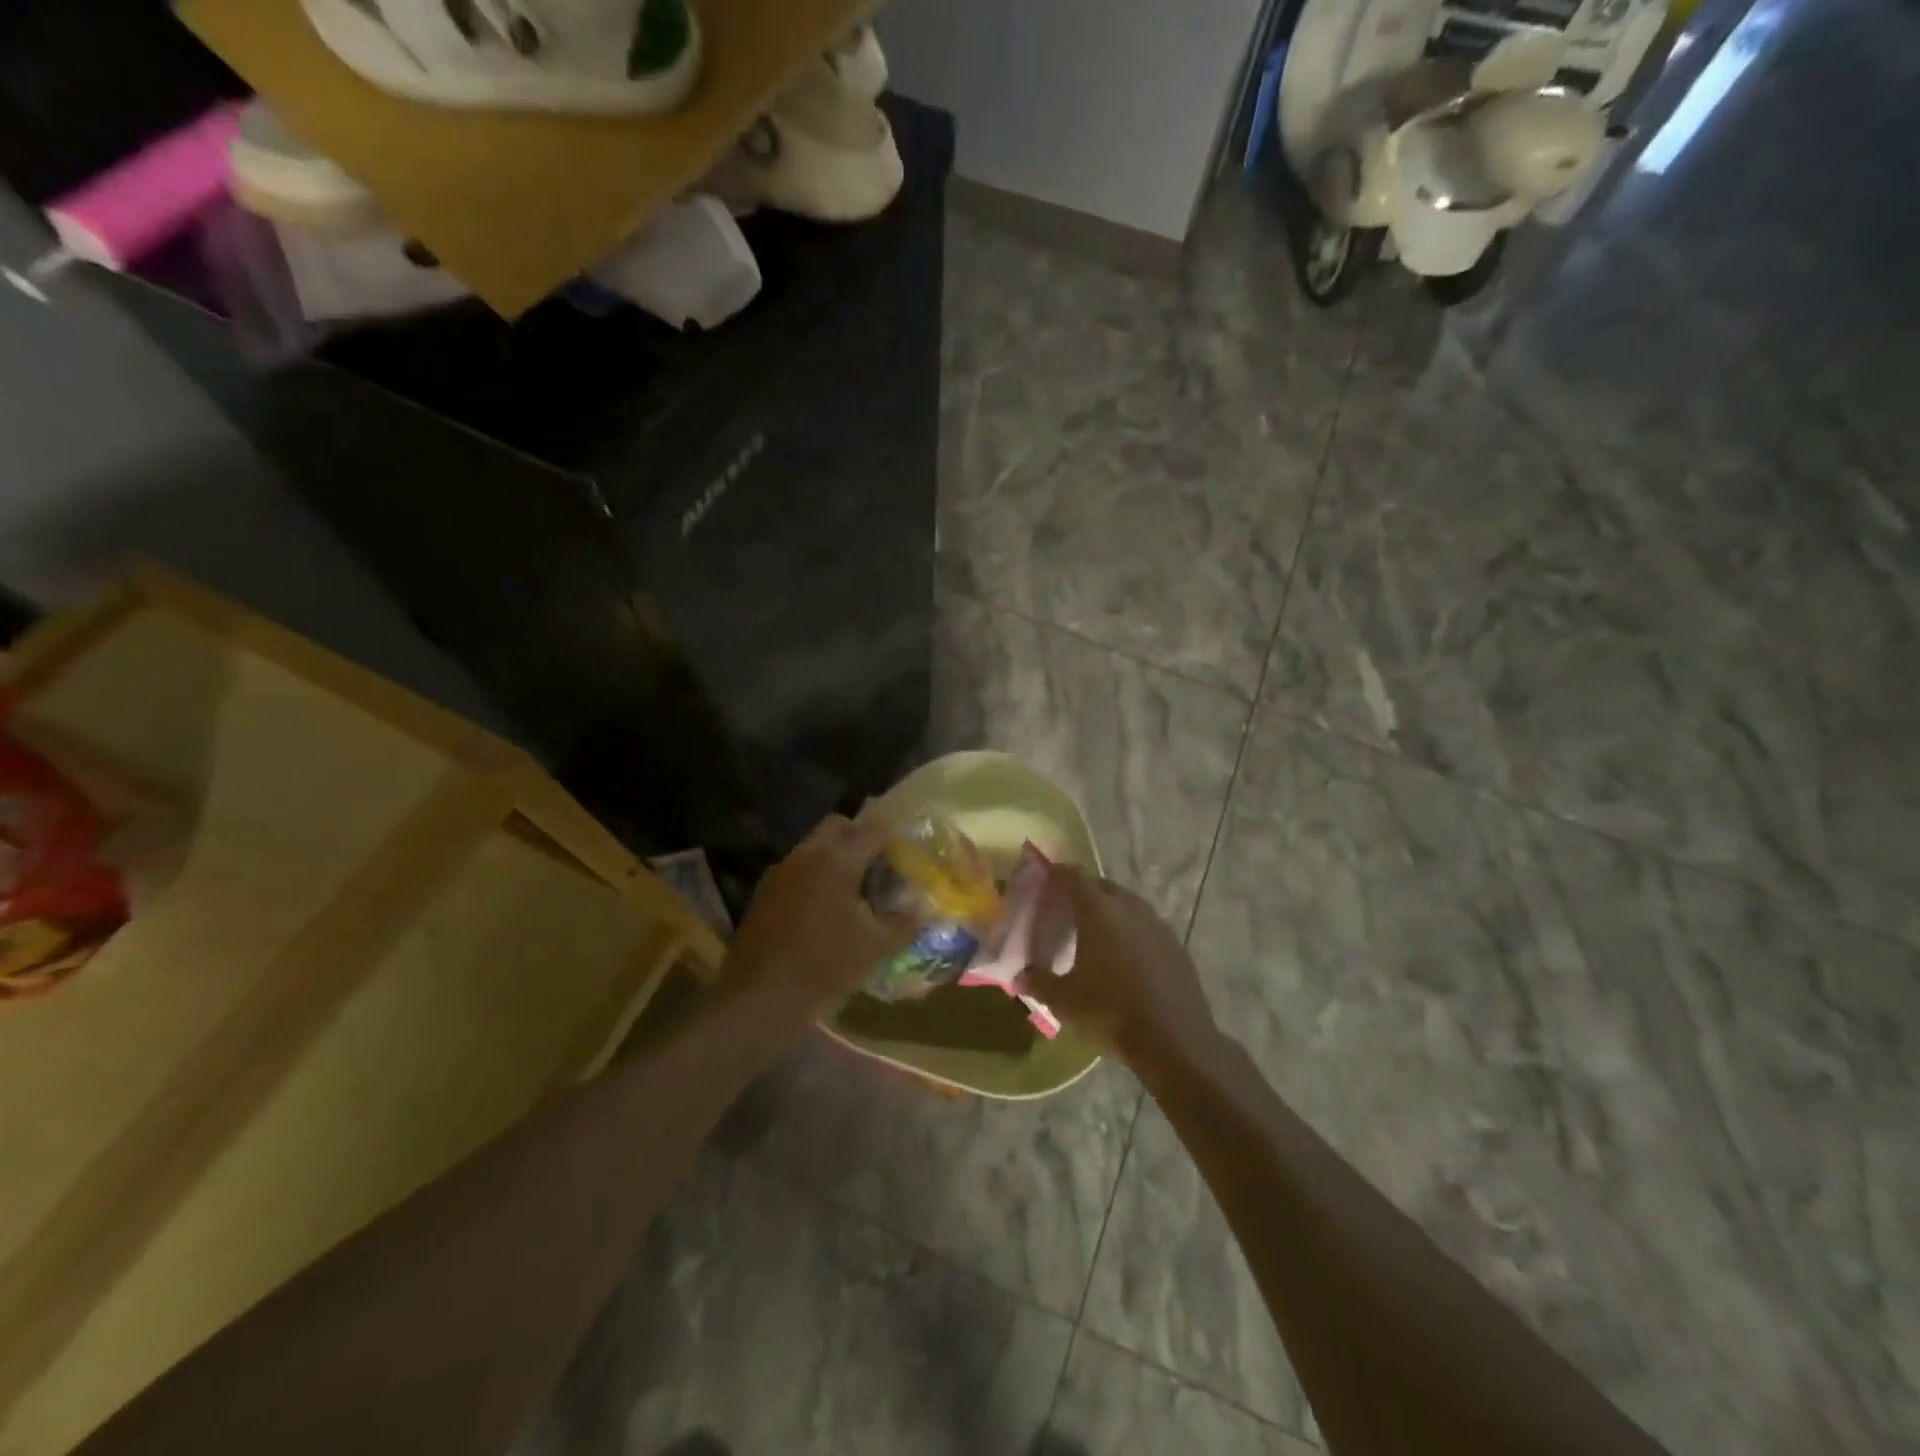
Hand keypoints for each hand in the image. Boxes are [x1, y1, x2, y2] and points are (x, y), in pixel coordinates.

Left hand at [725, 815, 909, 1015]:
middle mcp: (807, 854)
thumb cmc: (825, 965)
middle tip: (879, 865)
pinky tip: (826, 906)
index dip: (894, 843)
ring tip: (854, 888)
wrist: (760, 997)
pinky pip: (798, 867)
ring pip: (814, 845)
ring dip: (835, 855)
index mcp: (837, 860)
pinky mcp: (765, 891)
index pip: (874, 833)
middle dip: (861, 837)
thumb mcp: (876, 946)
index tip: (907, 858)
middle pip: (838, 826)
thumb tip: (921, 909)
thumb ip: (904, 922)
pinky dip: (816, 874)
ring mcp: (781, 871)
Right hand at [1019, 868, 1218, 1068]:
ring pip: (1130, 905)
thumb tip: (1019, 976)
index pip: (1075, 877)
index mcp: (1099, 912)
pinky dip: (1134, 931)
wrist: (1174, 1042)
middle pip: (1104, 887)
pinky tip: (1128, 954)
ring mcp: (1158, 927)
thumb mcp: (1064, 1001)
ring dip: (1113, 909)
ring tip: (1098, 929)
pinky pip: (1149, 927)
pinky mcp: (1177, 947)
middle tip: (1068, 906)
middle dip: (1085, 890)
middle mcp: (1130, 909)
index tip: (1047, 875)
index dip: (1059, 872)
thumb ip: (1039, 982)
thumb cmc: (1110, 1013)